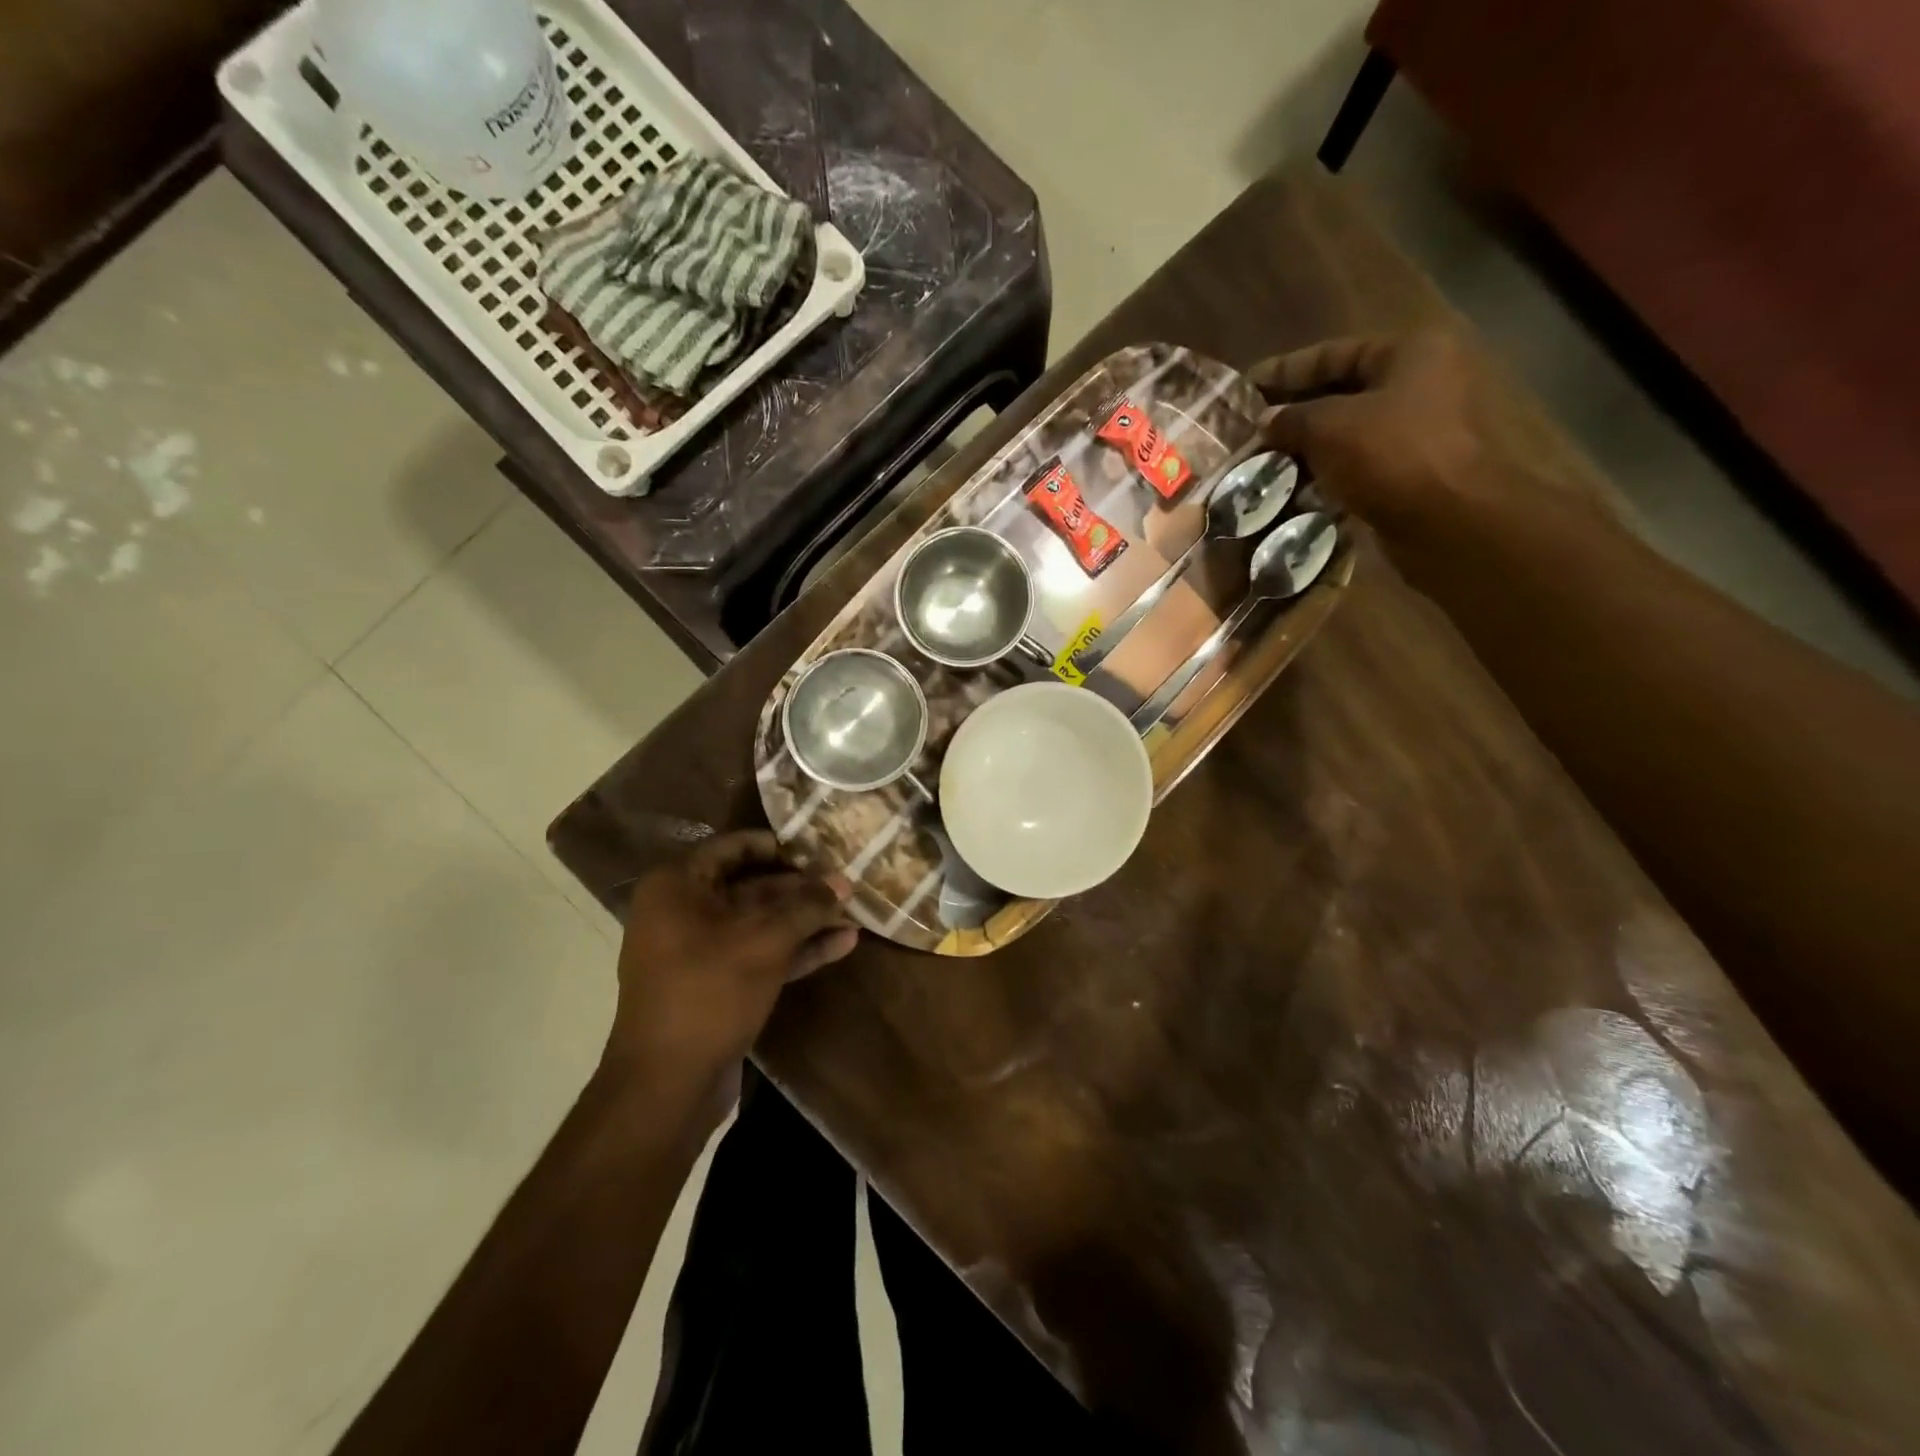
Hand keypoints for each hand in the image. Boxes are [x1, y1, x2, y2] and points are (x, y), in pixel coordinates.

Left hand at [607, 831, 857, 1102]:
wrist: (667, 1084)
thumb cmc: (710, 991)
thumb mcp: (766, 940)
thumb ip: (807, 907)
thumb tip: (844, 882)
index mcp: (678, 885)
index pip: (735, 847)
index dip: (780, 846)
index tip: (821, 847)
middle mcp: (684, 911)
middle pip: (752, 885)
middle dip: (802, 888)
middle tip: (846, 882)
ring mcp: (699, 951)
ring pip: (760, 923)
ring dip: (806, 920)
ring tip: (854, 912)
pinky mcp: (717, 985)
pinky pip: (759, 954)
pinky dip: (797, 949)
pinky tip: (842, 944)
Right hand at [1249, 332, 1607, 568]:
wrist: (1451, 521)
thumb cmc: (1391, 456)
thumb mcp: (1328, 428)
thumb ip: (1292, 419)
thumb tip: (1266, 420)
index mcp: (1411, 353)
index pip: (1334, 353)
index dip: (1285, 370)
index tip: (1246, 387)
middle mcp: (1424, 382)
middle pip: (1345, 393)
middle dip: (1296, 414)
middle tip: (1253, 431)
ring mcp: (1424, 429)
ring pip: (1352, 433)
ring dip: (1310, 449)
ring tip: (1267, 465)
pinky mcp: (1417, 472)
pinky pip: (1363, 465)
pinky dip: (1331, 475)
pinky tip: (1297, 491)